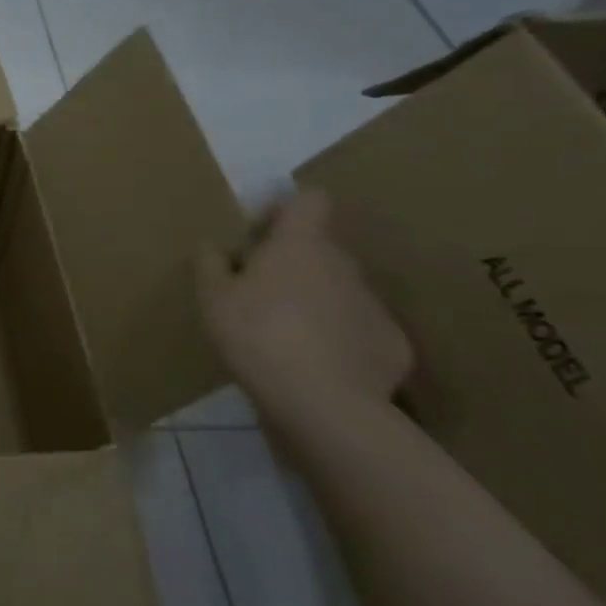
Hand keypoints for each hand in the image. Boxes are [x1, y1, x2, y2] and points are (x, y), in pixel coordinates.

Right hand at [196, 189, 411, 430]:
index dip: (285, 210)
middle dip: (293, 263)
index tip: (259, 236)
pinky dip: (340, 340)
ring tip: (287, 337)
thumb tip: (216, 246)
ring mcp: (375, 306)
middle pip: (321, 249)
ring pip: (341, 290)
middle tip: (260, 293)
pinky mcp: (394, 346)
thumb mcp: (212, 298)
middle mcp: (345, 265)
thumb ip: (211, 264)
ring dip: (316, 301)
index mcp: (301, 245)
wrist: (325, 405)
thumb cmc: (258, 335)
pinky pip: (360, 330)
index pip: (309, 200)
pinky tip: (318, 367)